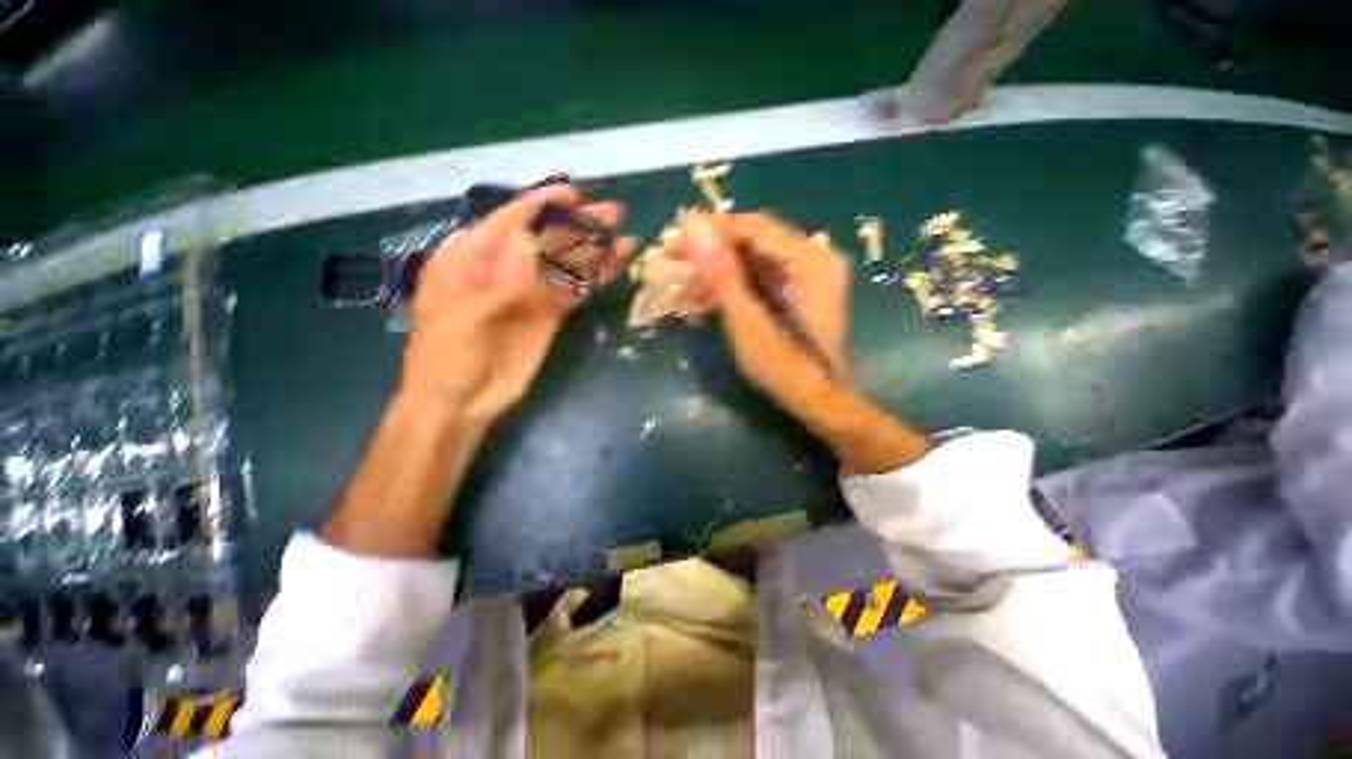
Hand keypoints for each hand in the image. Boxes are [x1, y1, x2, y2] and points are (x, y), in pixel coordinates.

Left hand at [403, 185, 631, 419]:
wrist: (461, 401)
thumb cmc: (447, 355)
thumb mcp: (465, 314)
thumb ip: (503, 281)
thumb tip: (535, 247)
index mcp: (470, 257)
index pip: (511, 220)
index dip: (543, 205)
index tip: (576, 194)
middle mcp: (503, 268)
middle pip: (545, 240)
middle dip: (578, 226)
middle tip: (613, 215)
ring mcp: (530, 292)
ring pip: (565, 265)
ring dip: (593, 252)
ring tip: (624, 240)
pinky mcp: (549, 315)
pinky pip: (574, 292)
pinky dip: (593, 280)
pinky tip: (613, 269)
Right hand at [676, 212, 851, 411]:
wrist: (817, 401)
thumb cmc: (784, 368)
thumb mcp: (747, 322)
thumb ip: (722, 275)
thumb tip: (693, 226)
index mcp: (810, 261)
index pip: (754, 227)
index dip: (712, 229)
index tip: (674, 237)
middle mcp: (814, 259)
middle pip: (753, 241)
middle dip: (711, 252)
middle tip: (673, 261)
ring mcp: (807, 275)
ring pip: (752, 260)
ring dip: (716, 272)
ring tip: (682, 286)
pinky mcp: (796, 292)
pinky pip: (758, 278)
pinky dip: (730, 287)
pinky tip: (704, 300)